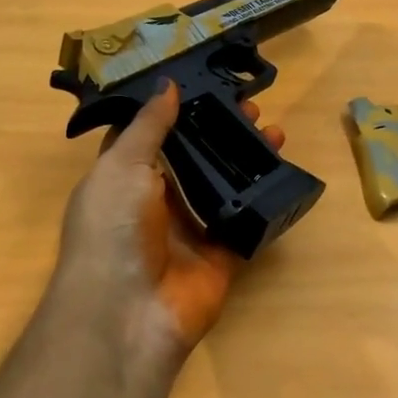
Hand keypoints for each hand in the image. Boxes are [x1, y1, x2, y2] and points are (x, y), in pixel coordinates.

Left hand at [48, 81, 282, 379]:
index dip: (179, 110)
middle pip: (196, 158)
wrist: (128, 313)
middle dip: (223, 132)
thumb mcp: (121, 166)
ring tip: (276, 132)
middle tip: (254, 107)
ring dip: (249, 159)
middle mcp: (159, 201)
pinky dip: (265, 200)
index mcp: (126, 178)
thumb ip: (148, 127)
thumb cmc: (113, 229)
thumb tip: (168, 85)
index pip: (154, 135)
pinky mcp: (222, 255)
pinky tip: (284, 173)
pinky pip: (247, 222)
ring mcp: (192, 230)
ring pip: (225, 185)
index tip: (209, 84)